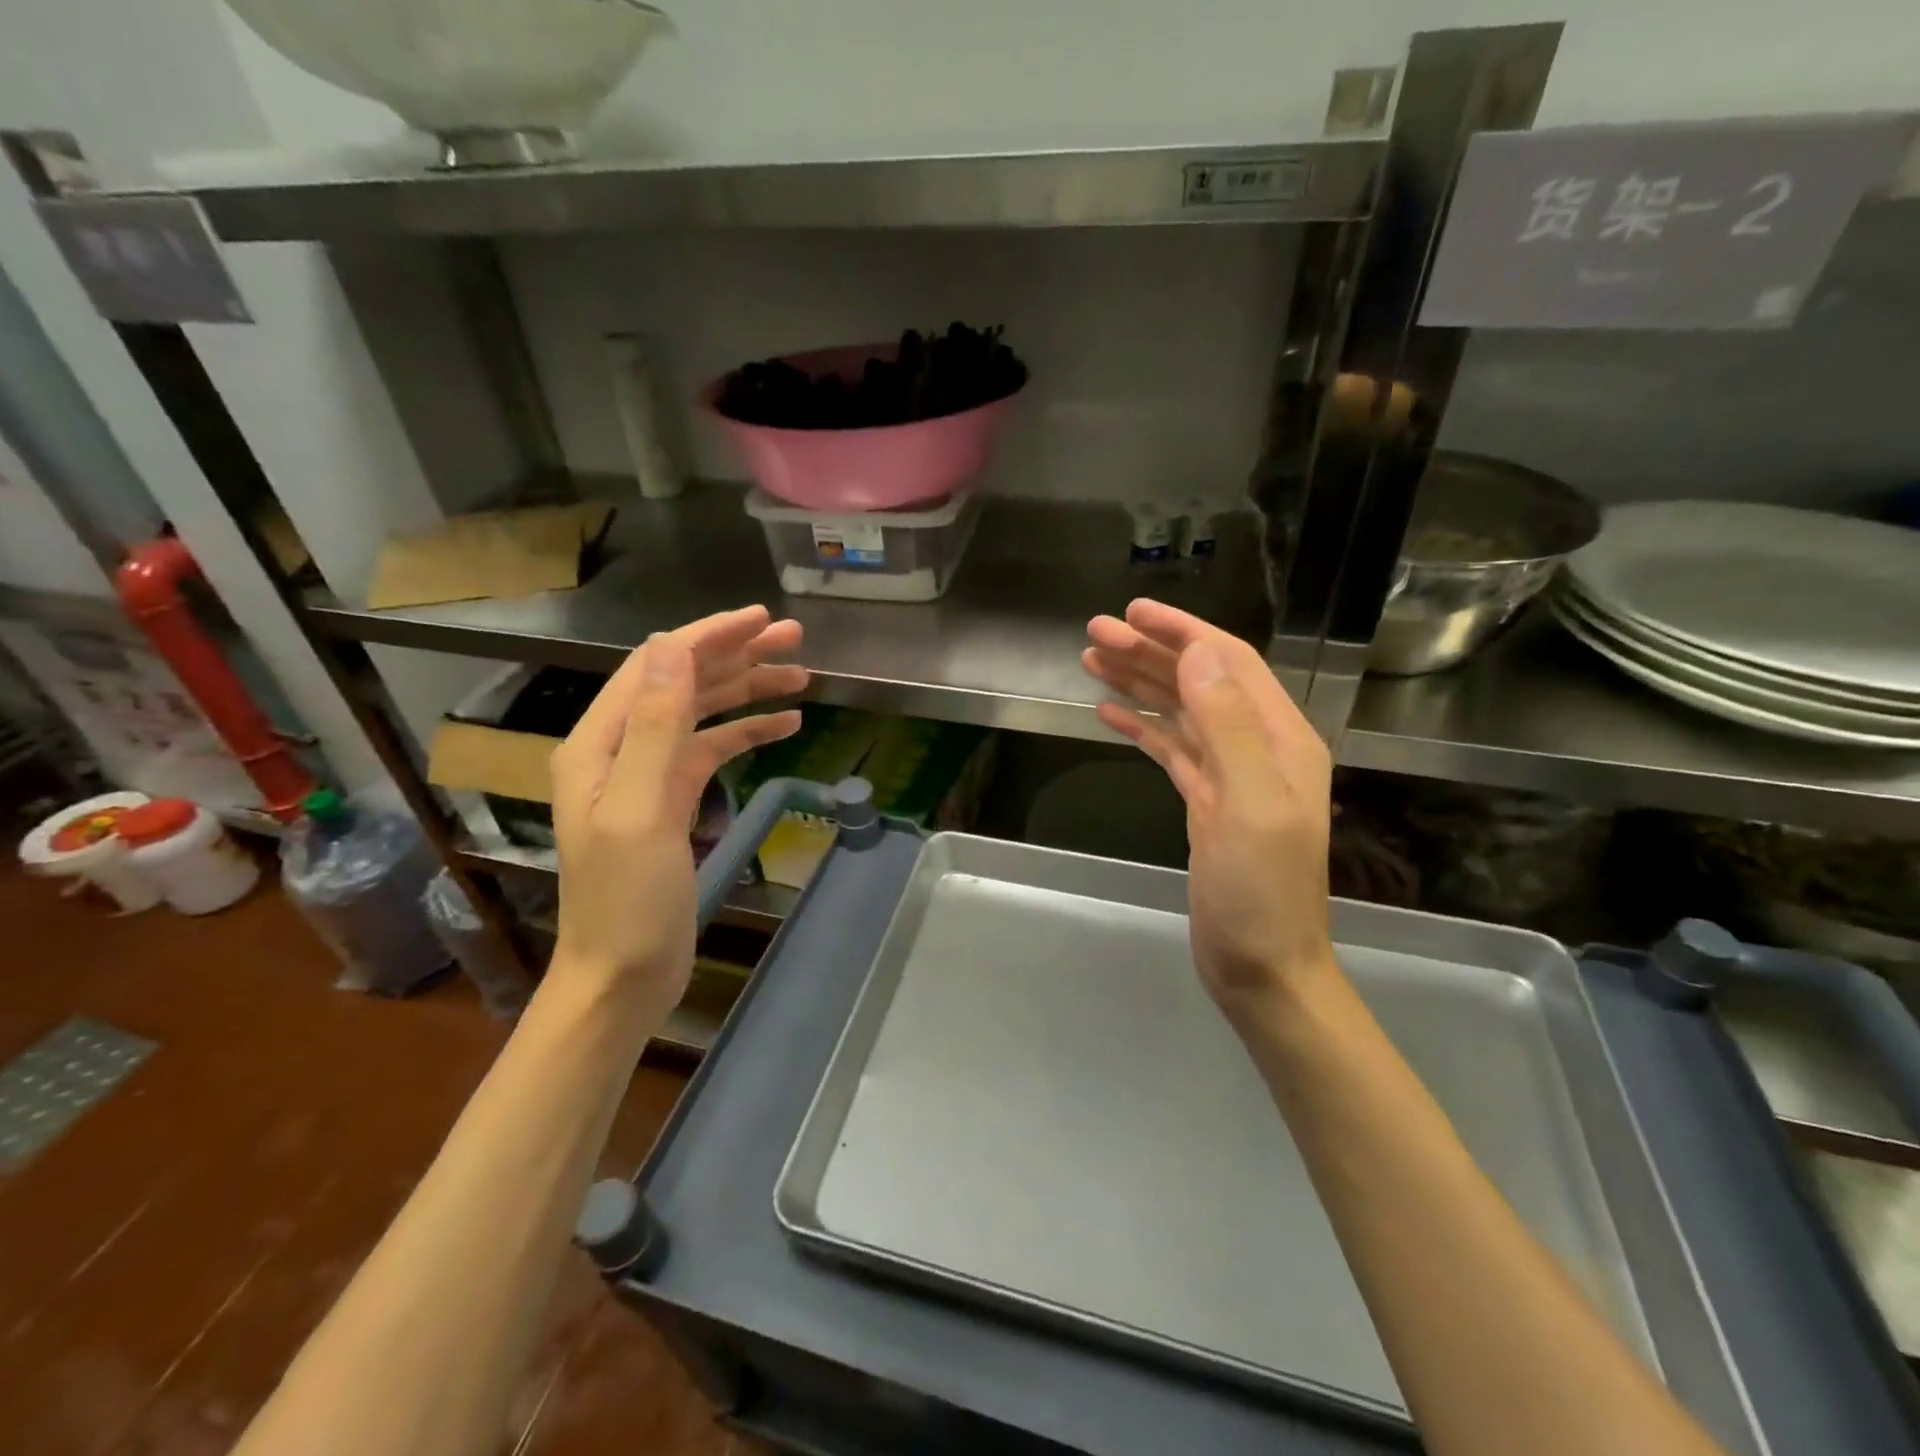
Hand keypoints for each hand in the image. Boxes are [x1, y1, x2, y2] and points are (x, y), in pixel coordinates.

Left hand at [548, 605, 805, 1020]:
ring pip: (703, 714)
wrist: (622, 976)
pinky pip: (713, 752)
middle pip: (683, 683)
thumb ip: (654, 727)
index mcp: (601, 743)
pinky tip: (786, 726)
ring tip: (802, 677)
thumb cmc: (626, 900)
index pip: (657, 666)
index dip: (708, 636)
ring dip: (748, 691)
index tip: (761, 618)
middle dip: (737, 657)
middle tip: (795, 640)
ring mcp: (649, 776)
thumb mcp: (639, 809)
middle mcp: (622, 749)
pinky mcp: (673, 802)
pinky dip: (747, 733)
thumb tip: (671, 648)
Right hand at [1082, 600, 1336, 1011]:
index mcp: (1279, 739)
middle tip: (1094, 633)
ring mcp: (1229, 776)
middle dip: (1149, 652)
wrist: (1262, 968)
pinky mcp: (1205, 803)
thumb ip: (1228, 725)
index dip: (1182, 631)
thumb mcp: (1250, 805)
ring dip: (1140, 683)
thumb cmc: (1262, 892)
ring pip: (1180, 712)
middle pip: (1199, 681)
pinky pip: (1170, 750)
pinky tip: (1108, 713)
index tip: (1134, 611)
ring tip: (1091, 661)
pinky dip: (1141, 727)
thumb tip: (1196, 654)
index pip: (1229, 663)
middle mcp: (1257, 747)